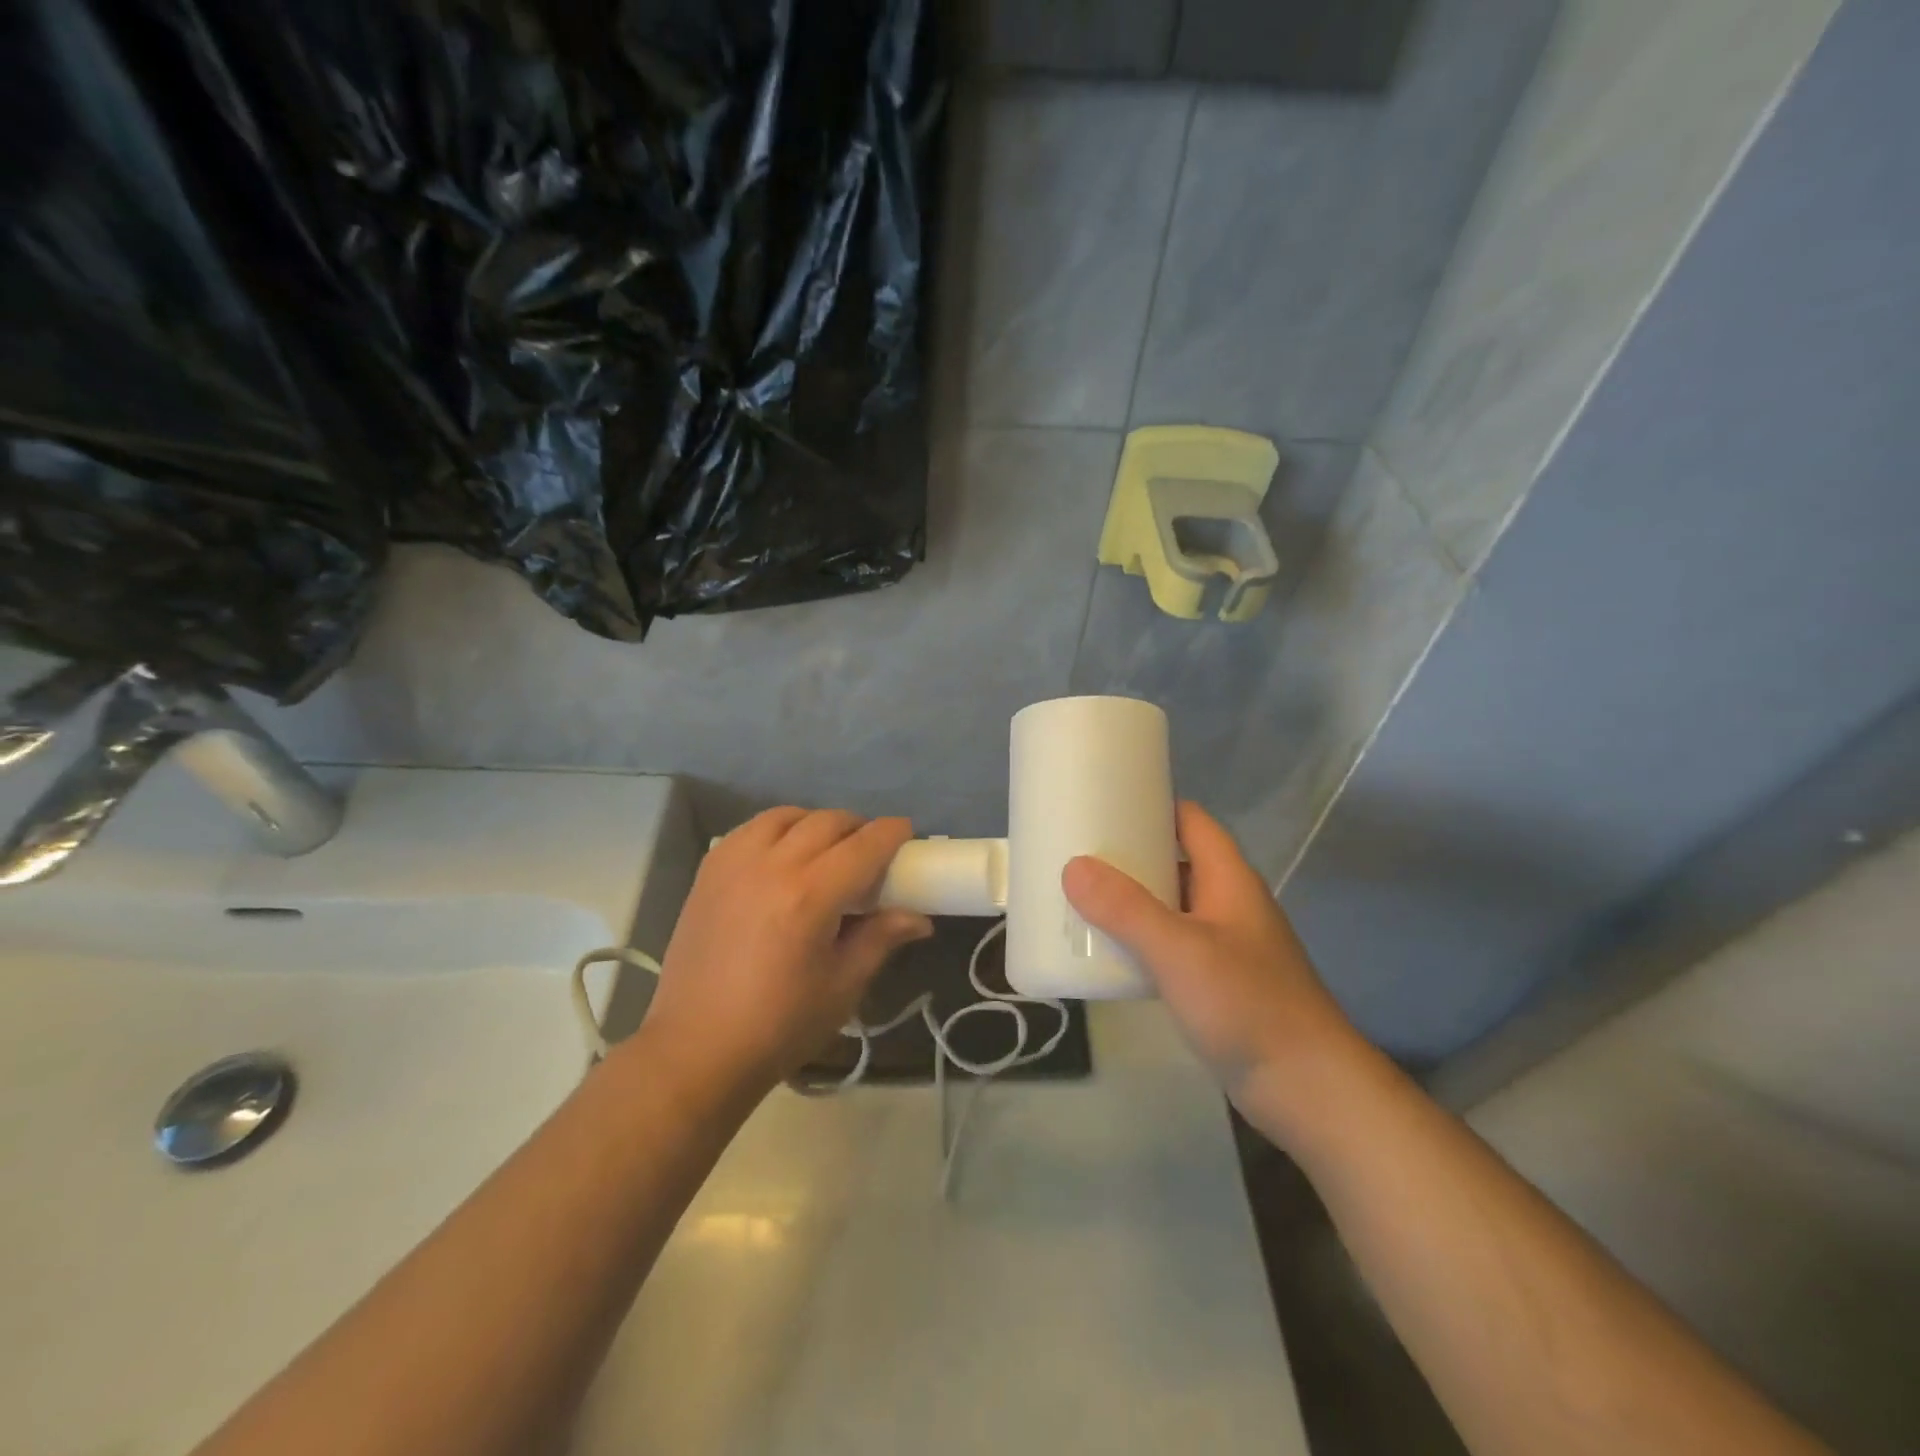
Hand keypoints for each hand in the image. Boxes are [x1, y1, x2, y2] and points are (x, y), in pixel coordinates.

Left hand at [635, 809, 932, 1098]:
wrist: (696, 1049)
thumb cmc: (778, 1027)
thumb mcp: (842, 987)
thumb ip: (880, 939)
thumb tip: (919, 918)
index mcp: (810, 896)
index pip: (864, 845)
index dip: (892, 833)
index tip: (907, 835)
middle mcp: (772, 866)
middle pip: (828, 822)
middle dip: (859, 828)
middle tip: (872, 852)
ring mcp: (735, 863)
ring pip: (787, 816)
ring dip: (816, 824)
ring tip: (827, 850)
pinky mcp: (709, 871)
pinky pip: (751, 829)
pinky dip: (778, 830)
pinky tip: (784, 855)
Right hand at [1062, 802, 1368, 1123]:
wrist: (1306, 1088)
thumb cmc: (1247, 1004)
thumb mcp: (1179, 950)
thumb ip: (1126, 909)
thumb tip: (1074, 866)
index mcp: (1228, 879)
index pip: (1191, 821)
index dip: (1152, 805)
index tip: (1104, 803)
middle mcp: (1227, 903)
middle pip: (1176, 861)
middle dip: (1130, 855)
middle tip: (1078, 852)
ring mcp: (1224, 944)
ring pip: (1171, 905)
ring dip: (1132, 900)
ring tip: (1081, 896)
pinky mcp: (1216, 982)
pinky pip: (1171, 945)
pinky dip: (1140, 939)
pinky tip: (1108, 951)